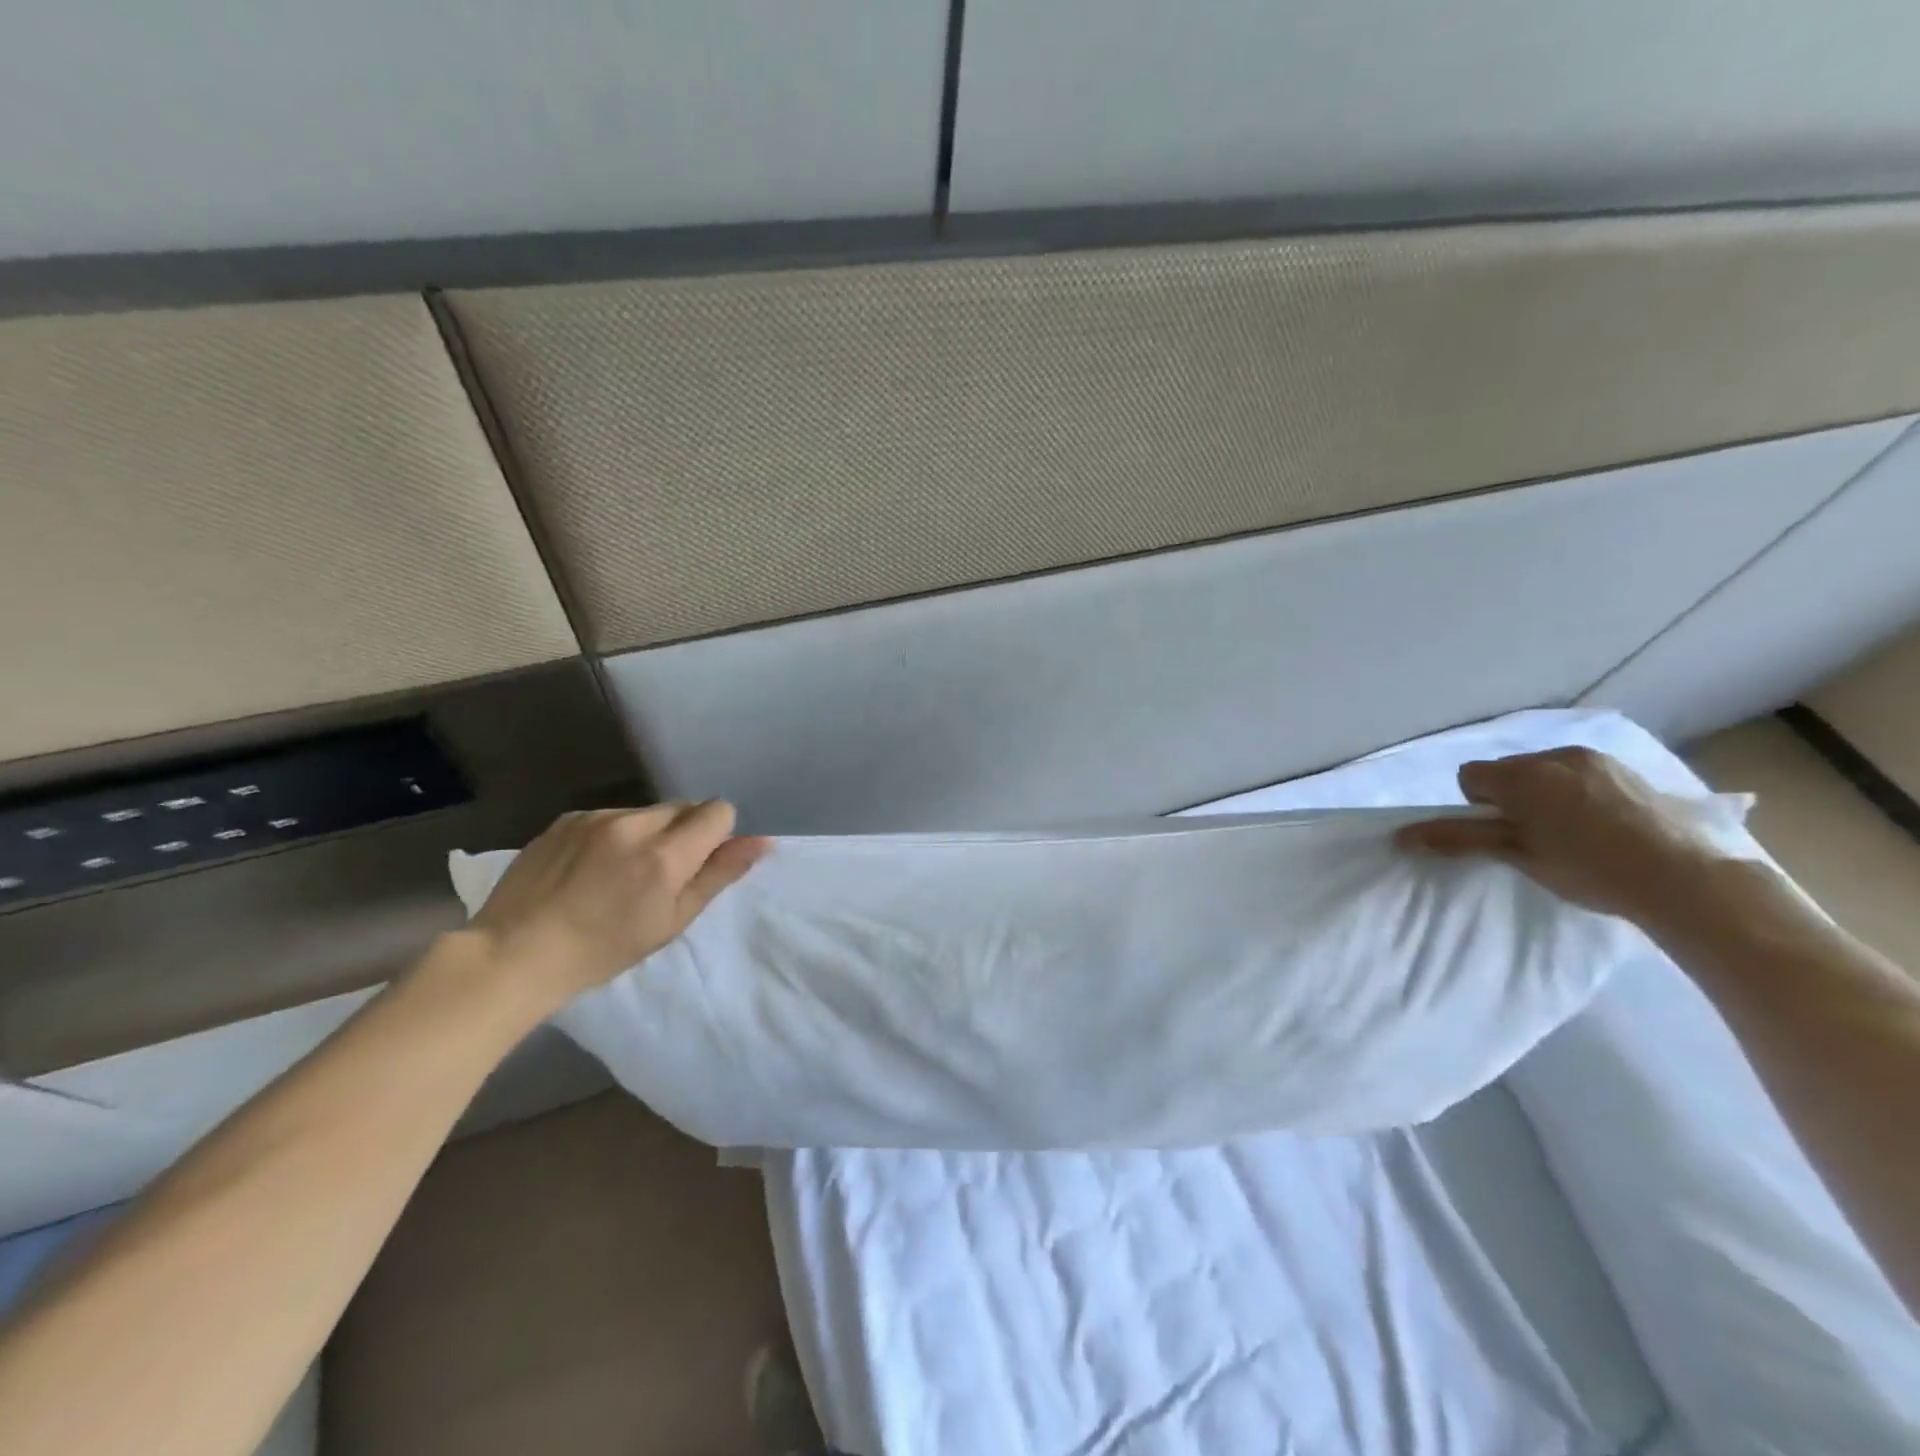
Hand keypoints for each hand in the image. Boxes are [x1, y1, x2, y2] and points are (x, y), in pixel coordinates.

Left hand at [466, 802, 769, 1009]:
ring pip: (646, 811)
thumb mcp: (672, 921)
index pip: (718, 810)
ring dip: (648, 833)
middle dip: (683, 833)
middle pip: (683, 807)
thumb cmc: (603, 949)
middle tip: (660, 875)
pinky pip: (610, 816)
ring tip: (619, 873)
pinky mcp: (566, 819)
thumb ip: (719, 875)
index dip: (717, 835)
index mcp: (664, 854)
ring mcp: (595, 817)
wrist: (514, 954)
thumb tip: (762, 841)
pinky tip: (589, 868)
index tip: (698, 864)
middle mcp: (633, 823)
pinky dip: (613, 834)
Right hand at [1394, 747, 1728, 923]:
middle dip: (1512, 798)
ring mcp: (1597, 760)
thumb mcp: (1518, 855)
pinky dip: (1580, 793)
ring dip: (1546, 794)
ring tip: (1574, 834)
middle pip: (1509, 771)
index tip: (1503, 835)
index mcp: (1522, 775)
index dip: (1478, 806)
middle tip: (1536, 838)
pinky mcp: (1630, 770)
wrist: (1689, 879)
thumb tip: (1400, 836)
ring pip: (1547, 771)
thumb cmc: (1589, 868)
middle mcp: (1554, 756)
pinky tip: (1606, 825)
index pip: (1470, 776)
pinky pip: (1583, 774)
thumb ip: (1458, 839)